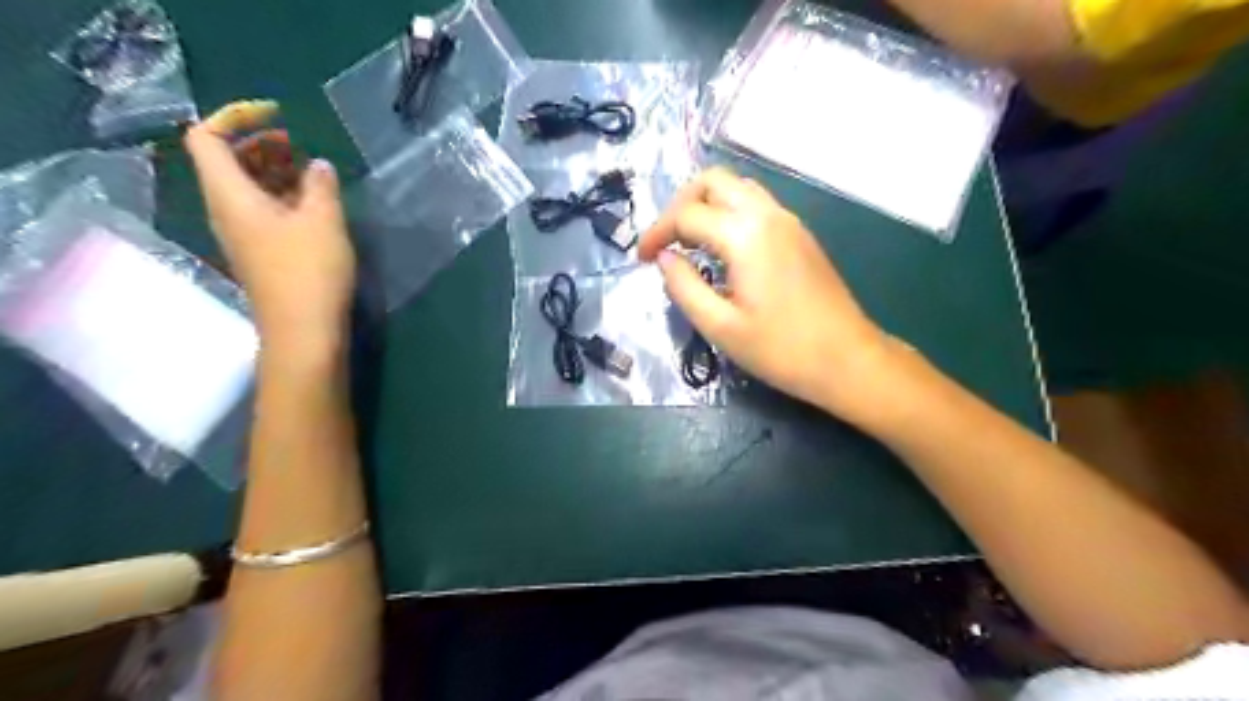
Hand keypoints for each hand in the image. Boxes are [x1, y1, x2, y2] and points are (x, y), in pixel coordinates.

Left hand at [184, 121, 356, 356]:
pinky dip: (282, 195)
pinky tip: (314, 204)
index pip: (207, 137)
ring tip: (311, 171)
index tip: (278, 116)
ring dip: (274, 170)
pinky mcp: (261, 252)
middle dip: (259, 143)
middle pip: (226, 160)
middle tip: (299, 143)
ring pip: (247, 187)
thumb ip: (321, 186)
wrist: (303, 331)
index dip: (236, 117)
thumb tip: (318, 166)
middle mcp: (226, 209)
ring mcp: (242, 233)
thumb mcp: (323, 221)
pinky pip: (261, 209)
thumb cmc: (309, 271)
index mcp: (229, 194)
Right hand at [644, 167, 898, 422]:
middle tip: (665, 241)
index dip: (656, 234)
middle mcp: (768, 214)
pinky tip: (721, 247)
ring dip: (705, 204)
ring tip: (688, 241)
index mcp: (745, 234)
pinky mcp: (800, 234)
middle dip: (679, 204)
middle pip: (712, 181)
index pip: (686, 215)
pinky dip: (729, 212)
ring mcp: (788, 220)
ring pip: (737, 187)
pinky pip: (756, 203)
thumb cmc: (781, 349)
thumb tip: (664, 259)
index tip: (640, 259)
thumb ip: (683, 287)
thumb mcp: (720, 327)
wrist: (847, 360)